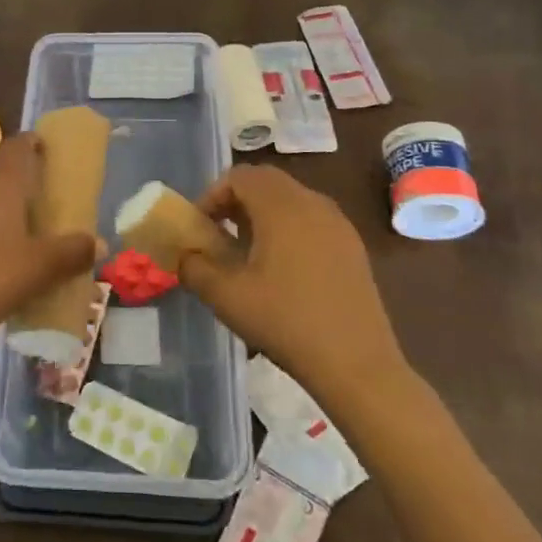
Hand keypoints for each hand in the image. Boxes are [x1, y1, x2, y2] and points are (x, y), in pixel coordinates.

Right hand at [184, 165, 408, 402]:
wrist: (358, 365)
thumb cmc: (286, 322)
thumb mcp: (227, 297)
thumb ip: (194, 268)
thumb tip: (184, 256)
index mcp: (282, 207)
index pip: (240, 176)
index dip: (213, 194)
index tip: (200, 226)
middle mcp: (313, 204)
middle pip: (267, 182)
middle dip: (237, 200)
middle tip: (219, 232)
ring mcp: (338, 225)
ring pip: (291, 199)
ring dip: (263, 213)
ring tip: (247, 251)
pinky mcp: (352, 247)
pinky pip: (312, 220)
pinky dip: (288, 228)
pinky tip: (282, 269)